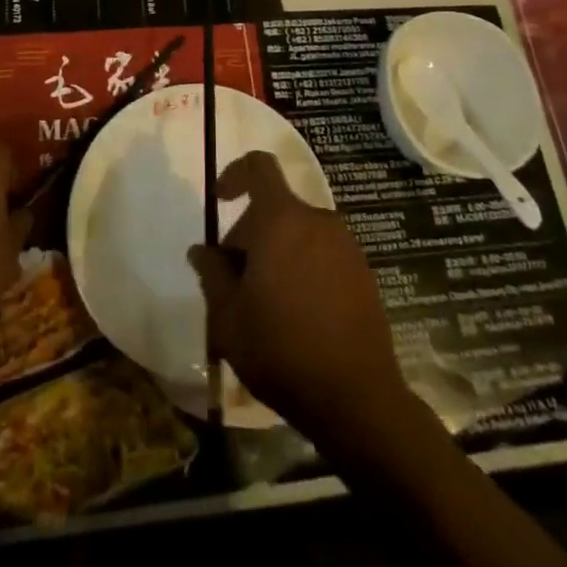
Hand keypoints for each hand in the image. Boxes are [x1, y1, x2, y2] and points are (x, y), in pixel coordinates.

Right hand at [187, 151, 415, 450]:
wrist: (357, 399)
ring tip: (263, 302)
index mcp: (282, 220)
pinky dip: (303, 267)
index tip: (221, 201)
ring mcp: (346, 246)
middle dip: (250, 233)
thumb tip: (202, 250)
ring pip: (299, 232)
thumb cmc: (282, 351)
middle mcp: (317, 221)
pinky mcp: (363, 272)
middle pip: (276, 207)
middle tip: (233, 280)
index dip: (235, 173)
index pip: (259, 167)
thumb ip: (212, 274)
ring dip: (276, 252)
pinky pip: (322, 253)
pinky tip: (295, 313)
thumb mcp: (228, 318)